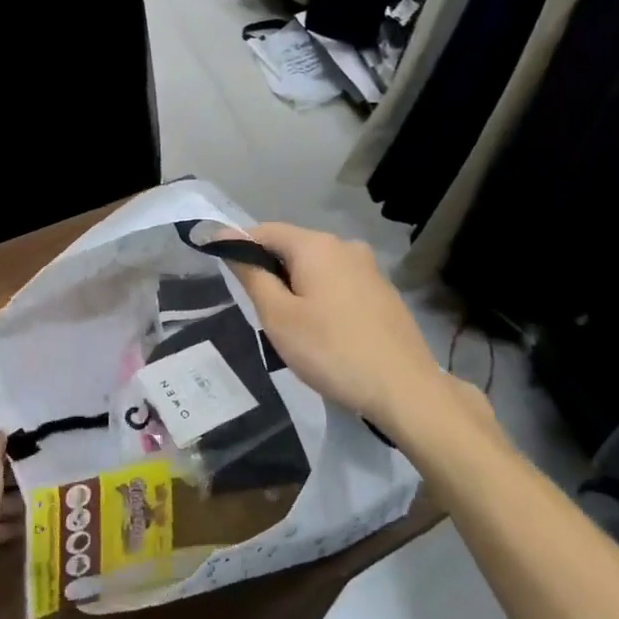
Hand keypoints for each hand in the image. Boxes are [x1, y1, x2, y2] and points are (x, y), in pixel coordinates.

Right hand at [221, 223, 453, 439]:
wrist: (404, 388)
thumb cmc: (331, 351)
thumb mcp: (279, 317)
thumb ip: (253, 277)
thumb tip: (231, 246)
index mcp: (316, 245)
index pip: (265, 230)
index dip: (237, 242)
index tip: (215, 259)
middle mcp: (345, 246)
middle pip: (293, 246)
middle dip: (268, 267)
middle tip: (251, 303)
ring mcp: (369, 268)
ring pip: (317, 266)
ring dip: (295, 283)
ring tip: (284, 321)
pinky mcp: (382, 291)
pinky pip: (338, 282)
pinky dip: (319, 294)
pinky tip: (320, 328)